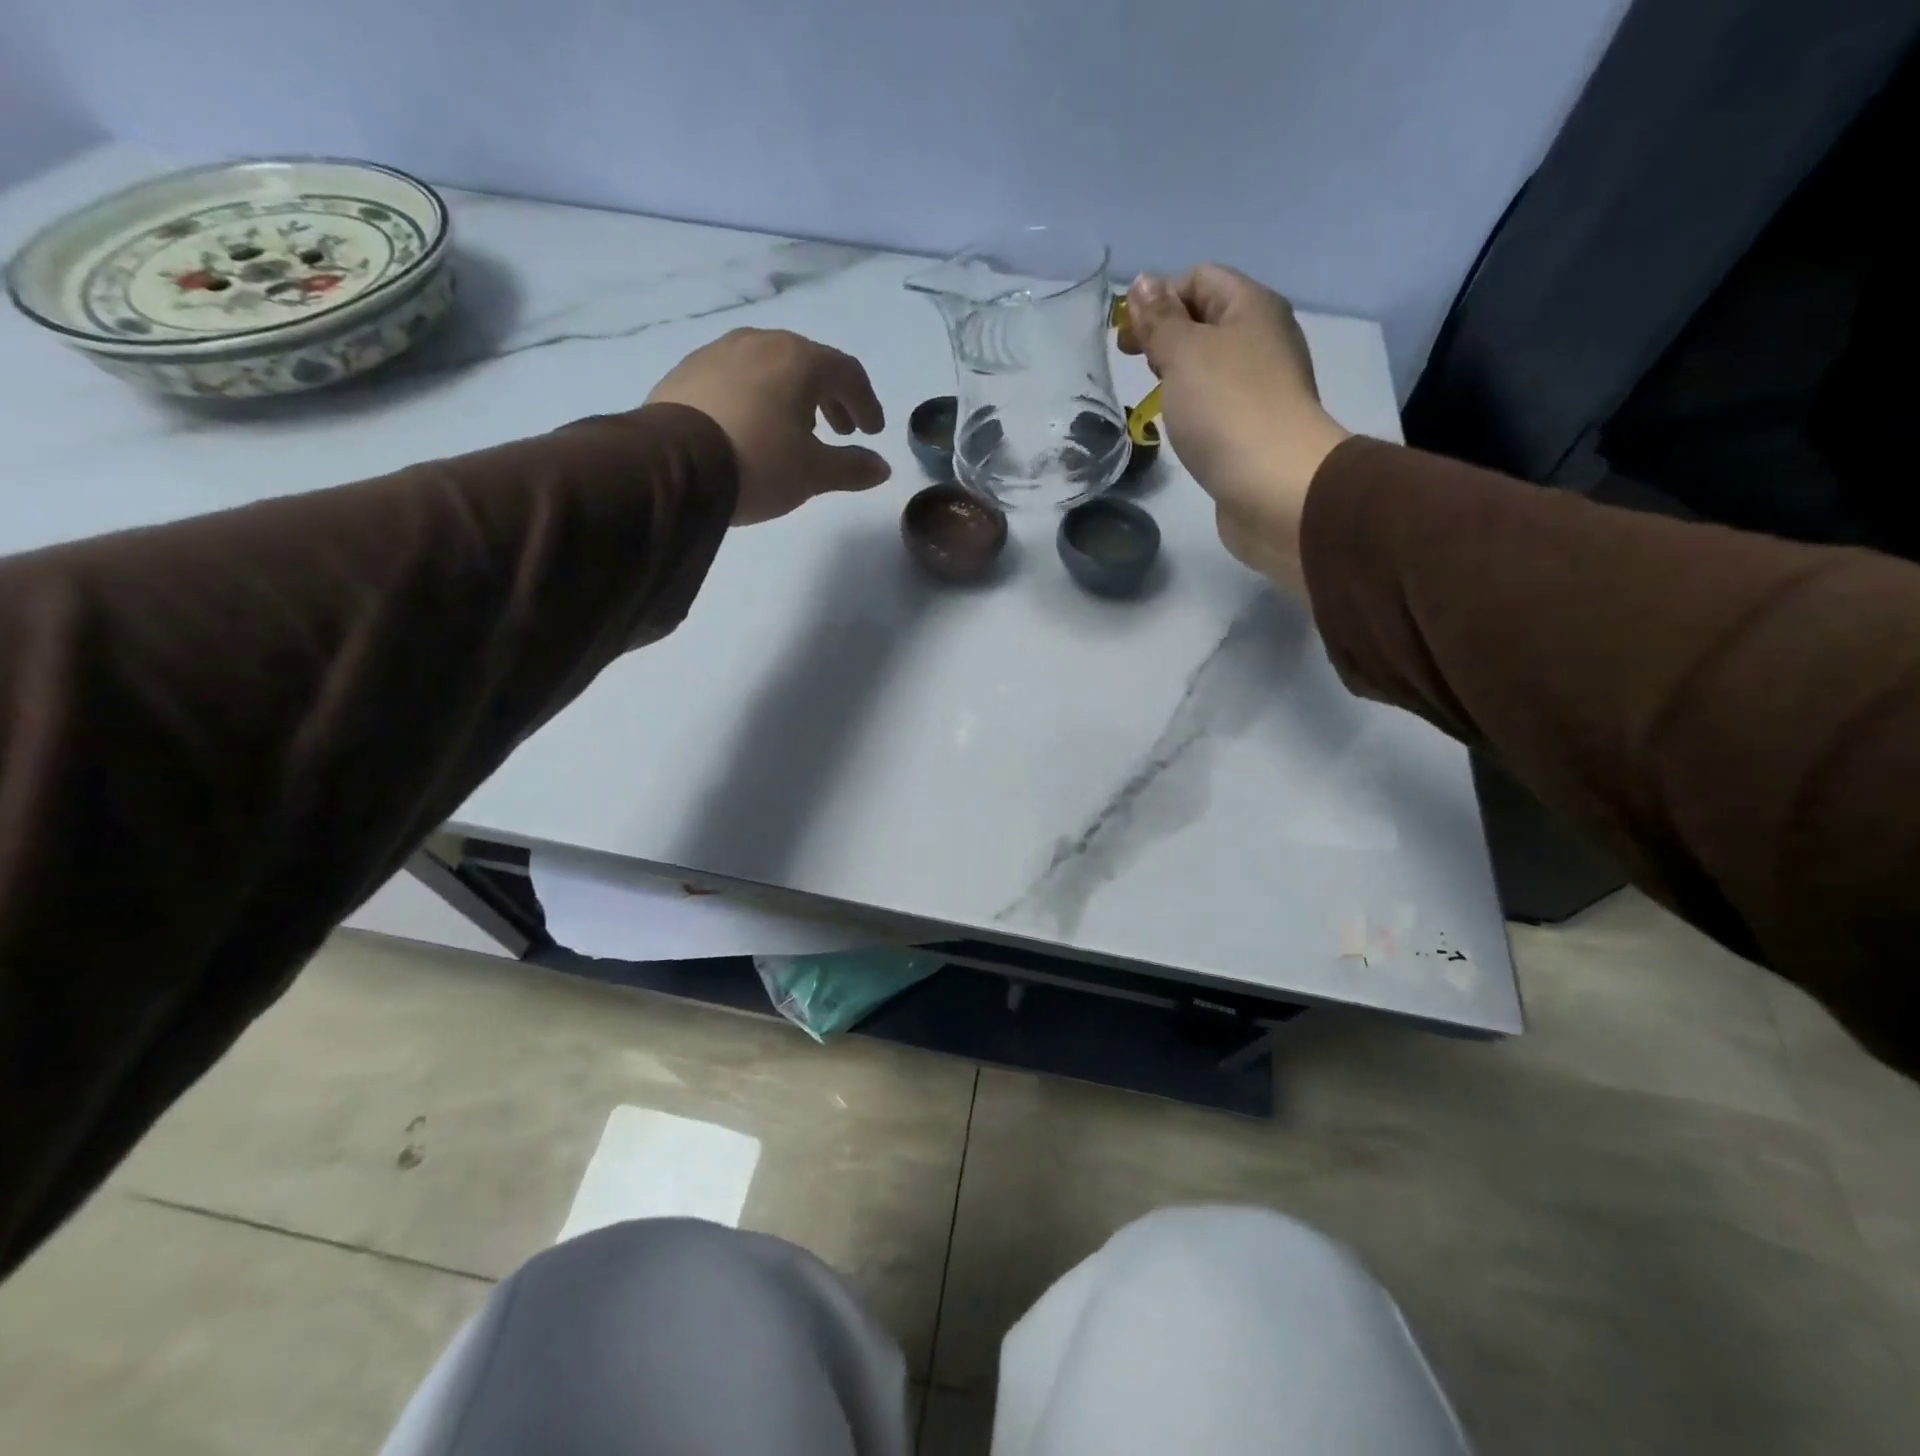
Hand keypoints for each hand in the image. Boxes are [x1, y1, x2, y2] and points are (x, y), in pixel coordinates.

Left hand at [647, 328, 890, 525]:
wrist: (673, 465)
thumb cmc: (759, 462)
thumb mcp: (814, 473)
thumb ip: (852, 467)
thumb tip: (882, 468)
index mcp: (800, 359)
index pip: (848, 373)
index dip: (866, 403)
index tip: (872, 431)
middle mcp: (761, 343)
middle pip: (808, 364)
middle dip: (830, 397)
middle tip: (840, 430)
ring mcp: (718, 352)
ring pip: (769, 367)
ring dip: (792, 395)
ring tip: (796, 429)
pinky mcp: (687, 372)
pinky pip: (736, 378)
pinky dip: (756, 397)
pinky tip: (751, 426)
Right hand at [1119, 266, 1348, 589]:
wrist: (1276, 487)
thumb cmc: (1227, 409)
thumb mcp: (1184, 353)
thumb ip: (1160, 319)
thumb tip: (1143, 283)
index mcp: (1252, 306)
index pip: (1200, 278)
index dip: (1158, 297)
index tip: (1126, 338)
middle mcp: (1264, 338)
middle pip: (1208, 319)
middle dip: (1167, 335)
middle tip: (1136, 365)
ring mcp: (1265, 385)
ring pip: (1213, 364)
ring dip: (1180, 374)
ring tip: (1155, 398)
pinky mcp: (1258, 427)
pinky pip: (1220, 401)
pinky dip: (1195, 406)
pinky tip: (1181, 427)